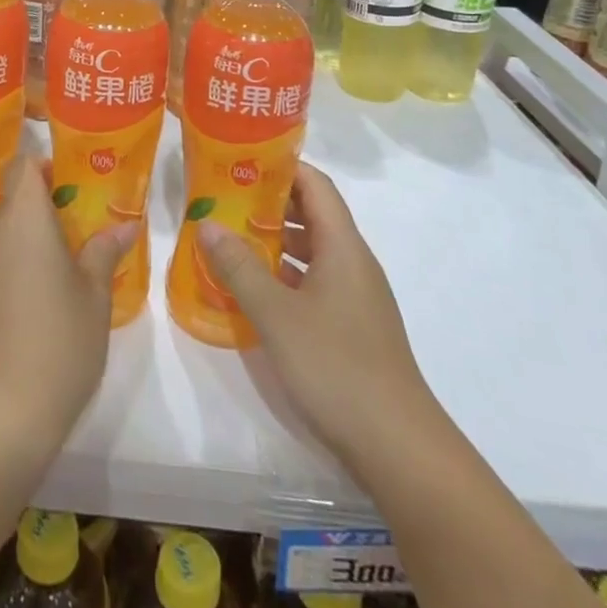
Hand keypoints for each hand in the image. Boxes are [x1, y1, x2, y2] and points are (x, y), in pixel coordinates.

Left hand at [0, 154, 138, 458]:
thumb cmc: (55, 345)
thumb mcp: (94, 298)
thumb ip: (105, 253)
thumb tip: (125, 224)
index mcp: (23, 218)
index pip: (23, 165)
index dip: (44, 166)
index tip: (71, 183)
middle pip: (13, 201)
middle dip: (43, 211)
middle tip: (79, 233)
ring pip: (1, 236)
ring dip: (26, 244)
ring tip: (62, 274)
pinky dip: (9, 272)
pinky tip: (33, 309)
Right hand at [198, 162, 435, 466]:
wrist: (398, 447)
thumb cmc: (336, 367)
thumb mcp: (276, 314)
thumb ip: (240, 267)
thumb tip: (207, 223)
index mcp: (343, 246)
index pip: (315, 185)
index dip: (282, 166)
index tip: (241, 160)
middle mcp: (353, 262)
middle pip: (313, 214)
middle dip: (269, 203)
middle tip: (224, 198)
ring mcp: (355, 296)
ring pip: (312, 250)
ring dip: (274, 240)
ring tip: (230, 238)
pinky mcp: (352, 326)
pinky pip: (314, 282)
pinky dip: (284, 275)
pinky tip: (253, 289)